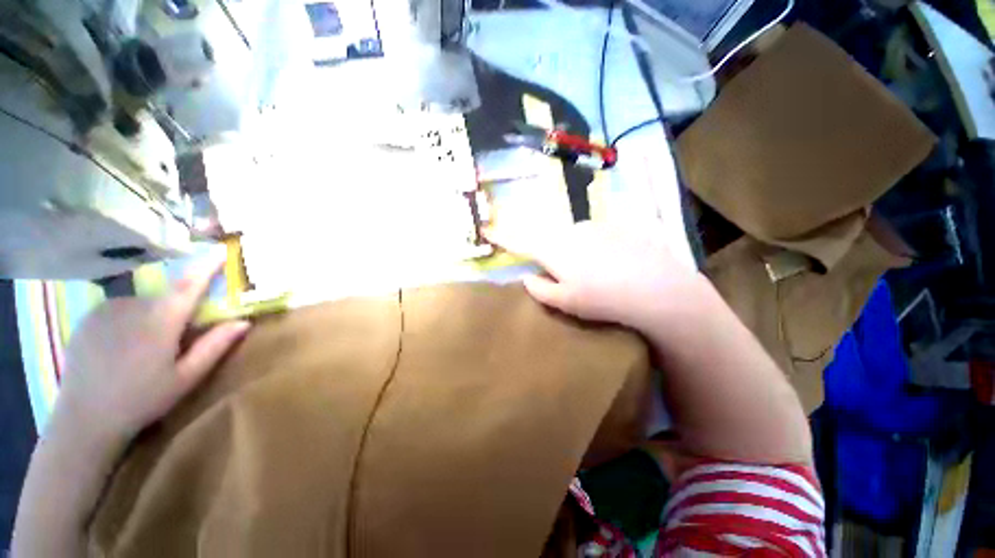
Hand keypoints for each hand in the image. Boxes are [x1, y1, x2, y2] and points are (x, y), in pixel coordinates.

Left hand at [55, 251, 250, 442]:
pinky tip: (122, 346)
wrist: (84, 418)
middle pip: (167, 296)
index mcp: (160, 321)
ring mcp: (106, 309)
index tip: (221, 249)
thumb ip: (215, 346)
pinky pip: (121, 308)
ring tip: (145, 348)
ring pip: (144, 303)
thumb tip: (244, 321)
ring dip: (154, 316)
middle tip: (176, 338)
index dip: (207, 265)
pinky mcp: (89, 317)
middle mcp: (132, 306)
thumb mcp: (186, 377)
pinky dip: (131, 319)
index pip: (189, 284)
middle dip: (178, 309)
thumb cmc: (142, 400)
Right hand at [488, 221, 707, 331]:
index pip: (520, 240)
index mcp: (554, 249)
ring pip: (575, 237)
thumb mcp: (566, 302)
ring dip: (577, 251)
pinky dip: (598, 247)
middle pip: (551, 239)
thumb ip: (540, 289)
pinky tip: (615, 265)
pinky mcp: (618, 225)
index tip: (487, 230)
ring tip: (596, 274)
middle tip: (566, 275)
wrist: (658, 288)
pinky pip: (597, 235)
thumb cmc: (603, 299)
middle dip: (551, 254)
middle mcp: (571, 230)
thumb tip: (527, 277)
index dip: (502, 236)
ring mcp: (596, 225)